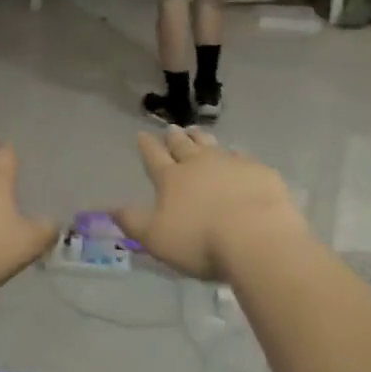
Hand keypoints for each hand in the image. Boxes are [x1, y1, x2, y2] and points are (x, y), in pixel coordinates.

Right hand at [113, 128, 307, 280]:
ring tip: (196, 132)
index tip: (142, 135)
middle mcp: (199, 163)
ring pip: (211, 144)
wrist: (257, 237)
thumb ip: (134, 222)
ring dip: (201, 138)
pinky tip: (238, 158)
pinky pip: (243, 157)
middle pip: (183, 145)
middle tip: (172, 129)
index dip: (146, 146)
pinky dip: (235, 156)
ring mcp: (231, 163)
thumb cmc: (201, 242)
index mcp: (172, 178)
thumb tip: (111, 208)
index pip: (154, 156)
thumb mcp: (157, 239)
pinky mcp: (259, 171)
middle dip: (175, 137)